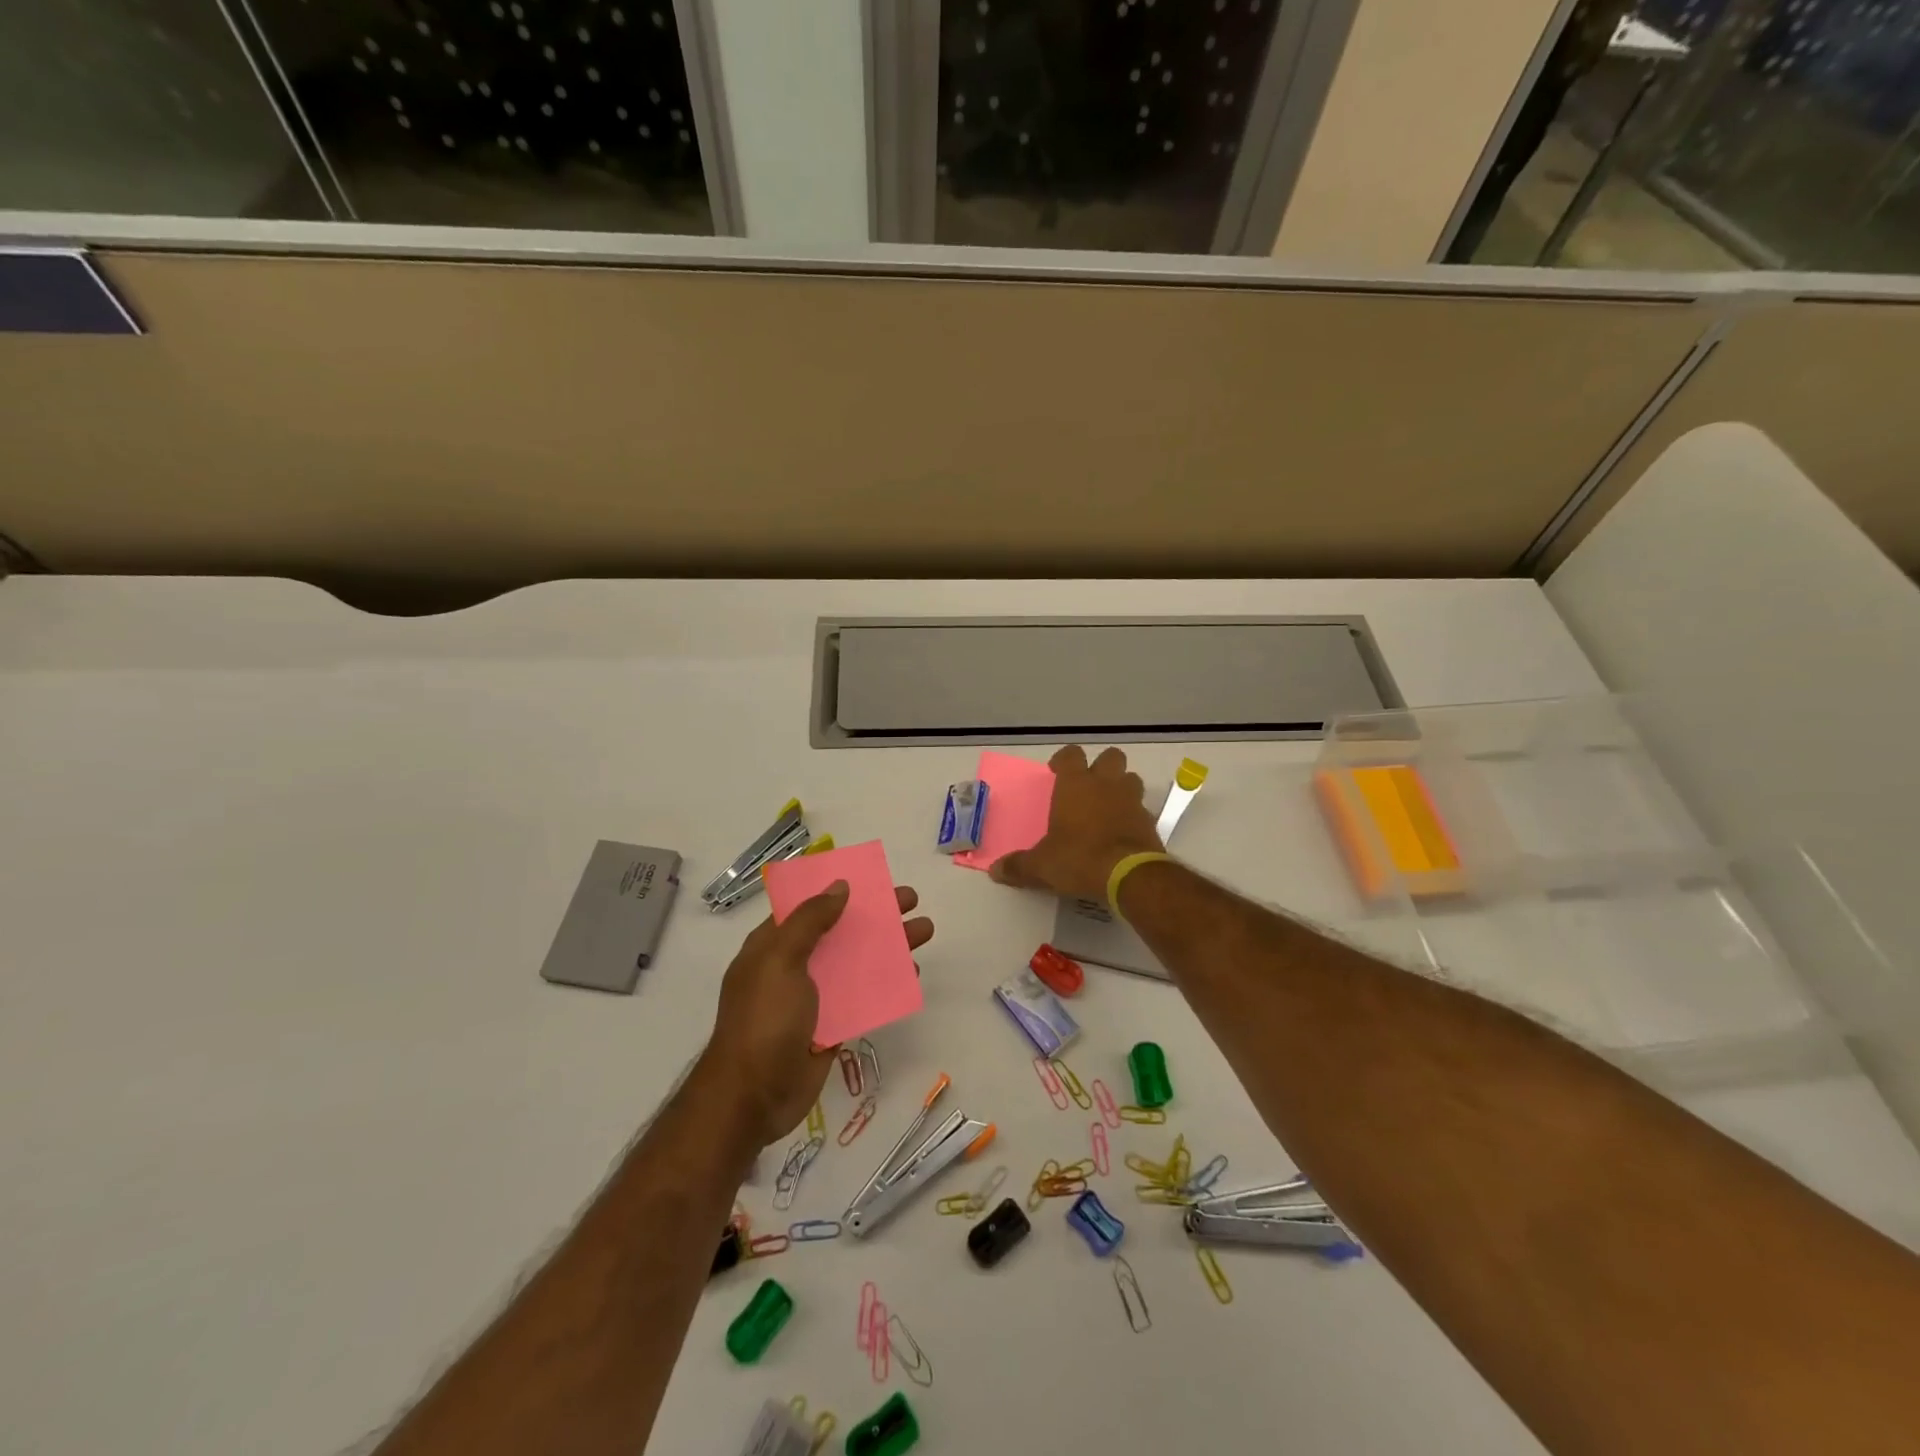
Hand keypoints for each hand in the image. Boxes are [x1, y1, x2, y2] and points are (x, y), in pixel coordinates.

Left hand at [702, 882, 933, 1148]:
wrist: (753, 1097)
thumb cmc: (764, 1019)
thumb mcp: (781, 960)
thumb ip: (810, 921)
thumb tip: (839, 886)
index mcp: (772, 945)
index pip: (807, 907)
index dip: (838, 891)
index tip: (871, 879)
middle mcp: (793, 966)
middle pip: (839, 930)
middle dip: (874, 914)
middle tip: (910, 900)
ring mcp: (813, 998)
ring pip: (856, 962)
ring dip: (888, 946)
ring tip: (924, 931)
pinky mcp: (831, 1026)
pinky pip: (863, 997)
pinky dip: (886, 984)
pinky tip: (912, 974)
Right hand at [990, 745, 1164, 901]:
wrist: (1129, 875)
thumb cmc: (1079, 858)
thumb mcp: (1041, 866)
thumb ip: (1019, 866)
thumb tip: (996, 871)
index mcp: (1076, 785)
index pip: (1071, 754)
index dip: (1064, 760)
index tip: (1056, 772)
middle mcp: (1106, 785)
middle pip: (1111, 757)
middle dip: (1101, 767)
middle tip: (1088, 786)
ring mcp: (1132, 801)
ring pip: (1131, 779)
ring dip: (1121, 788)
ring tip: (1108, 807)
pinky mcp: (1150, 822)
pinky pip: (1142, 809)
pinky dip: (1133, 816)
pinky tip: (1122, 834)